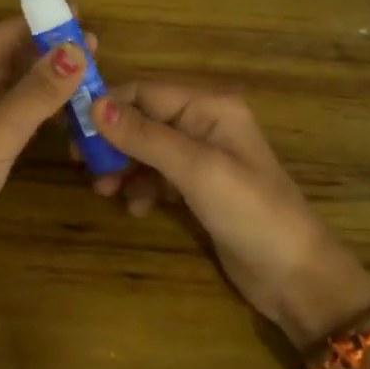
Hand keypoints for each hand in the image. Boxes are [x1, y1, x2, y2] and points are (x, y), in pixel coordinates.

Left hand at [0, 17, 90, 299]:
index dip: (37, 26)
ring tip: (85, 71)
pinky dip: (29, 107)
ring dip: (39, 81)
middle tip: (92, 46)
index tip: (78, 13)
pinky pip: (1, 111)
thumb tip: (77, 50)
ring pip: (2, 87)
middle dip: (43, 54)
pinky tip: (62, 103)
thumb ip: (37, 92)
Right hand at [90, 81, 369, 347]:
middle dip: (113, 141)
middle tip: (83, 165)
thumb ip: (144, 136)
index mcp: (209, 106)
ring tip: (106, 191)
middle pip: (142, 119)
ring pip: (145, 149)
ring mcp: (202, 156)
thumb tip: (93, 105)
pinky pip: (157, 175)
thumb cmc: (249, 211)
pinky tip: (137, 209)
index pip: (145, 92)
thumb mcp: (194, 170)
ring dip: (123, 167)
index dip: (107, 107)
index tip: (73, 131)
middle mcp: (204, 122)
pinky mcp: (198, 186)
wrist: (295, 276)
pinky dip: (141, 187)